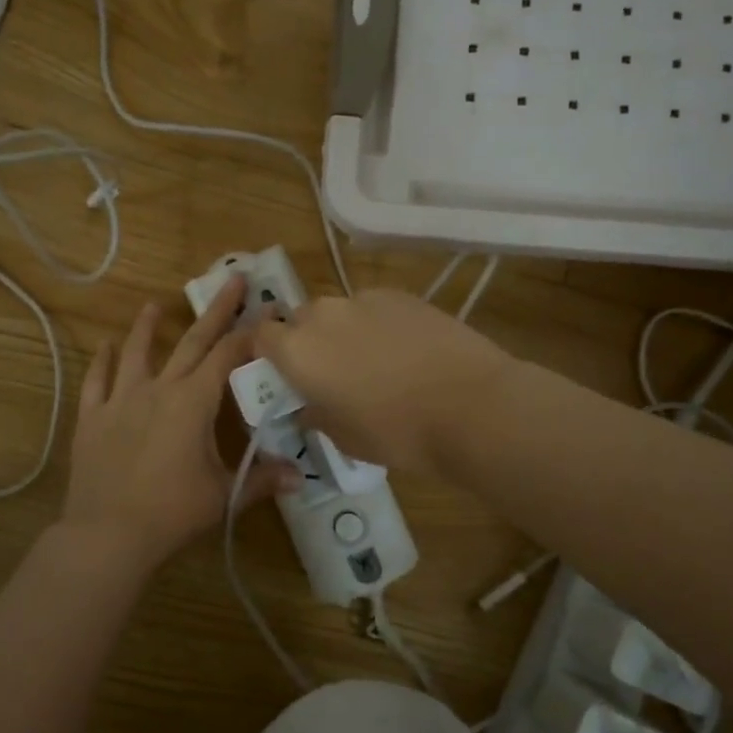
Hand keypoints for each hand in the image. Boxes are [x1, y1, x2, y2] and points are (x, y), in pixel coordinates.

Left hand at [64, 274, 297, 573]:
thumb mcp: (223, 494)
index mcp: (193, 402)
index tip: (269, 310)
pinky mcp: (93, 419)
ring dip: (147, 327)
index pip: (228, 356)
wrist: (108, 533)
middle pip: (191, 342)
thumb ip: (262, 480)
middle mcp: (158, 389)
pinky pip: (97, 382)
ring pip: (136, 353)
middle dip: (215, 310)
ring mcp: (121, 401)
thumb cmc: (173, 511)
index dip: (252, 332)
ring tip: (154, 305)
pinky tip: (104, 346)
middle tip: (232, 279)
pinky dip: (101, 362)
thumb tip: (301, 478)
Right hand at [254, 288, 514, 474]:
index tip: (284, 374)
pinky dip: (377, 324)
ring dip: (343, 331)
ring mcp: (364, 299)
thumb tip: (308, 406)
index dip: (268, 353)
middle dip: (307, 341)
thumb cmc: (397, 432)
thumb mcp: (344, 437)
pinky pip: (373, 307)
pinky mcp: (401, 294)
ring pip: (339, 311)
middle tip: (330, 373)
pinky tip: (405, 350)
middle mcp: (323, 315)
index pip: (261, 336)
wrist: (470, 406)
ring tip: (373, 362)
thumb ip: (316, 415)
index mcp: (298, 351)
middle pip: (300, 319)